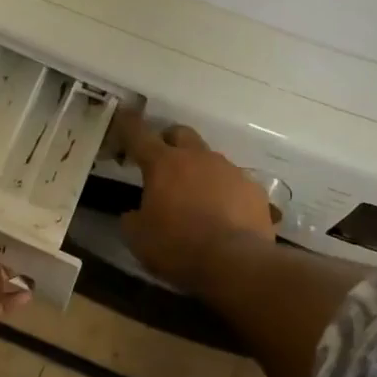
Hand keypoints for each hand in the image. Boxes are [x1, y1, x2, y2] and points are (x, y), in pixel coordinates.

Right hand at [116, 112, 275, 292]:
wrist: (235, 262)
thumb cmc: (177, 247)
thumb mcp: (138, 238)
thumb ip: (133, 218)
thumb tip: (135, 213)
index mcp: (163, 165)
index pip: (139, 135)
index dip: (128, 124)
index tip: (122, 113)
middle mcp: (198, 158)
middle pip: (180, 134)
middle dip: (168, 142)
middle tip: (161, 162)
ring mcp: (230, 171)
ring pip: (209, 159)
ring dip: (198, 171)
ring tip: (194, 198)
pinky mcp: (254, 190)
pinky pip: (233, 183)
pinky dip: (223, 192)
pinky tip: (221, 215)